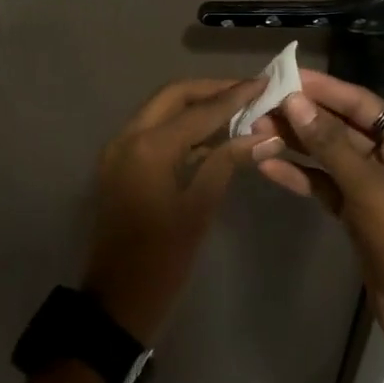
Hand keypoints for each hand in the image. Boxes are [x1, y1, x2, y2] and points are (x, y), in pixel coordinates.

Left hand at [83, 77, 277, 345]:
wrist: (117, 301)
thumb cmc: (163, 260)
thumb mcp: (200, 208)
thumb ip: (228, 162)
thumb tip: (266, 135)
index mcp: (149, 147)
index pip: (199, 110)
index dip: (235, 96)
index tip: (265, 81)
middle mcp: (128, 136)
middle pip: (174, 96)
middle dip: (211, 91)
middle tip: (249, 91)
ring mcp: (119, 149)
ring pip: (161, 110)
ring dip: (195, 106)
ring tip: (237, 108)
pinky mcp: (119, 163)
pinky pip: (152, 131)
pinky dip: (181, 126)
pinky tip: (212, 135)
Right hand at [254, 70, 383, 382]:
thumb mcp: (367, 186)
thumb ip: (328, 142)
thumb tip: (294, 101)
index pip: (360, 103)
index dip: (322, 88)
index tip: (285, 75)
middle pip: (341, 127)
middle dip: (302, 117)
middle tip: (259, 105)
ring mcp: (374, 186)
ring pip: (329, 156)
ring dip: (296, 145)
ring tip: (254, 131)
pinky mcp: (358, 213)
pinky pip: (325, 185)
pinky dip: (300, 176)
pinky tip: (267, 166)